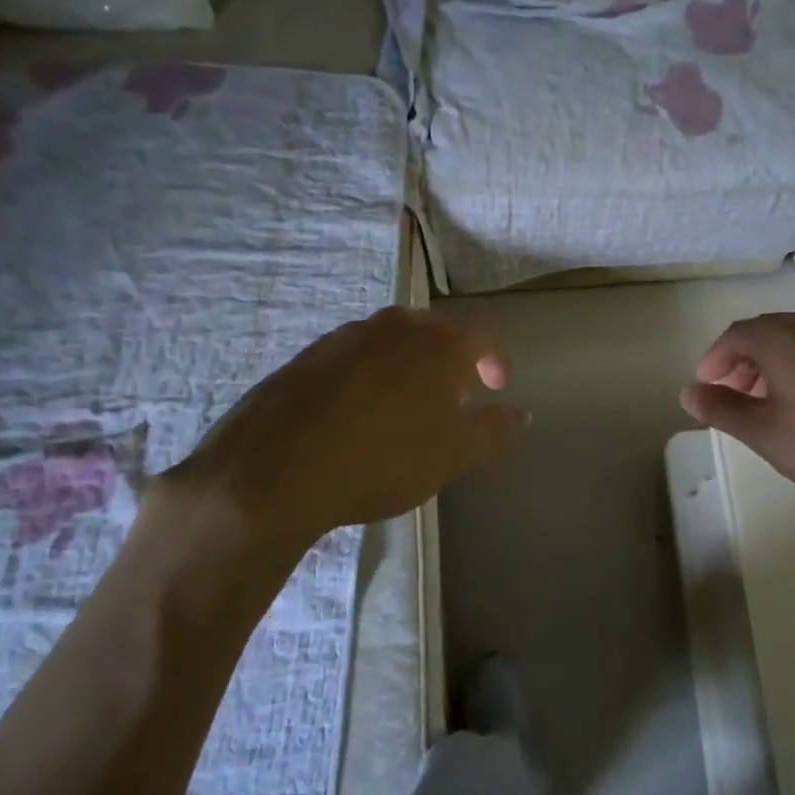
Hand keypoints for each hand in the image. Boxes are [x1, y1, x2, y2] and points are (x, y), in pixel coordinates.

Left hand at [150, 309, 526, 581]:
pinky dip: (370, 379)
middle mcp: (394, 325)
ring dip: (409, 370)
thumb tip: (520, 414)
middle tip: (453, 403)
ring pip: (393, 343)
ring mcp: (345, 336)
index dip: (498, 359)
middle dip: (453, 364)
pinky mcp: (307, 355)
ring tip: (404, 414)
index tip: (496, 389)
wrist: (274, 468)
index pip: (485, 333)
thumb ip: (493, 431)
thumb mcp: (452, 455)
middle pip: (437, 333)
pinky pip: (355, 358)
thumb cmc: (382, 458)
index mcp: (438, 342)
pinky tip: (357, 418)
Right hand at [680, 311, 794, 563]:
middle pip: (768, 333)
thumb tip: (689, 391)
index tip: (707, 388)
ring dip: (776, 366)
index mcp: (784, 336)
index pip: (736, 335)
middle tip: (735, 397)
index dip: (715, 360)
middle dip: (744, 363)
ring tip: (772, 404)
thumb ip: (723, 409)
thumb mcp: (767, 434)